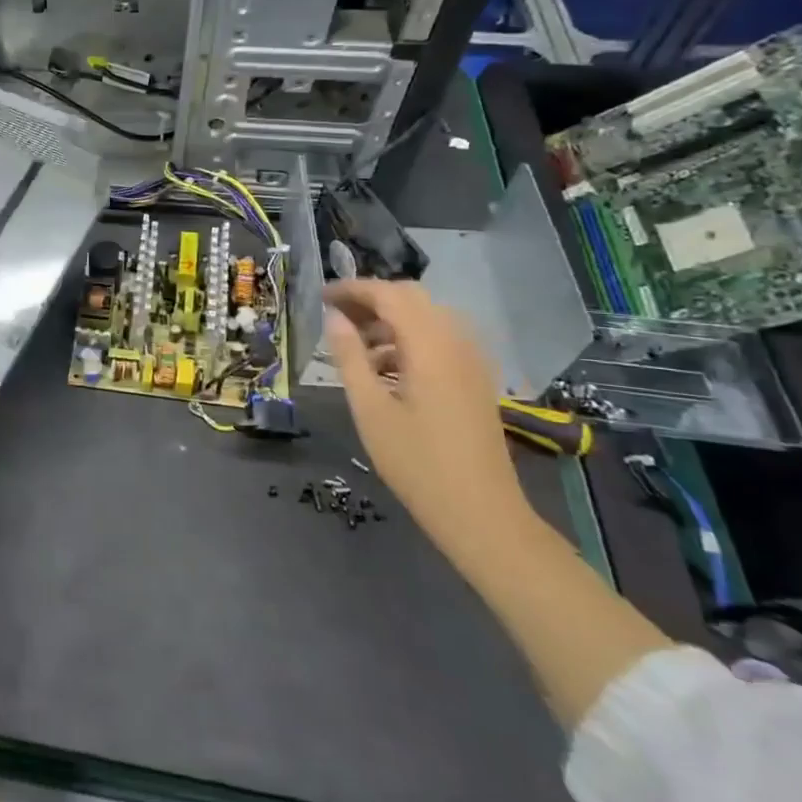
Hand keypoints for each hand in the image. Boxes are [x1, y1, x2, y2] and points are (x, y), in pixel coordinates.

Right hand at [322, 279, 534, 558]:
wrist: (481, 512)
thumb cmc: (416, 462)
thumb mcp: (370, 409)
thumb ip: (350, 357)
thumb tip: (334, 318)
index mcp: (430, 345)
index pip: (389, 295)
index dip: (352, 289)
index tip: (321, 297)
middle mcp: (457, 341)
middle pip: (412, 298)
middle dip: (372, 300)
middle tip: (336, 318)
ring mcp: (472, 360)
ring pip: (428, 317)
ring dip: (390, 320)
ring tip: (356, 347)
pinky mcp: (476, 378)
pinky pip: (441, 339)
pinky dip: (410, 339)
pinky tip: (386, 369)